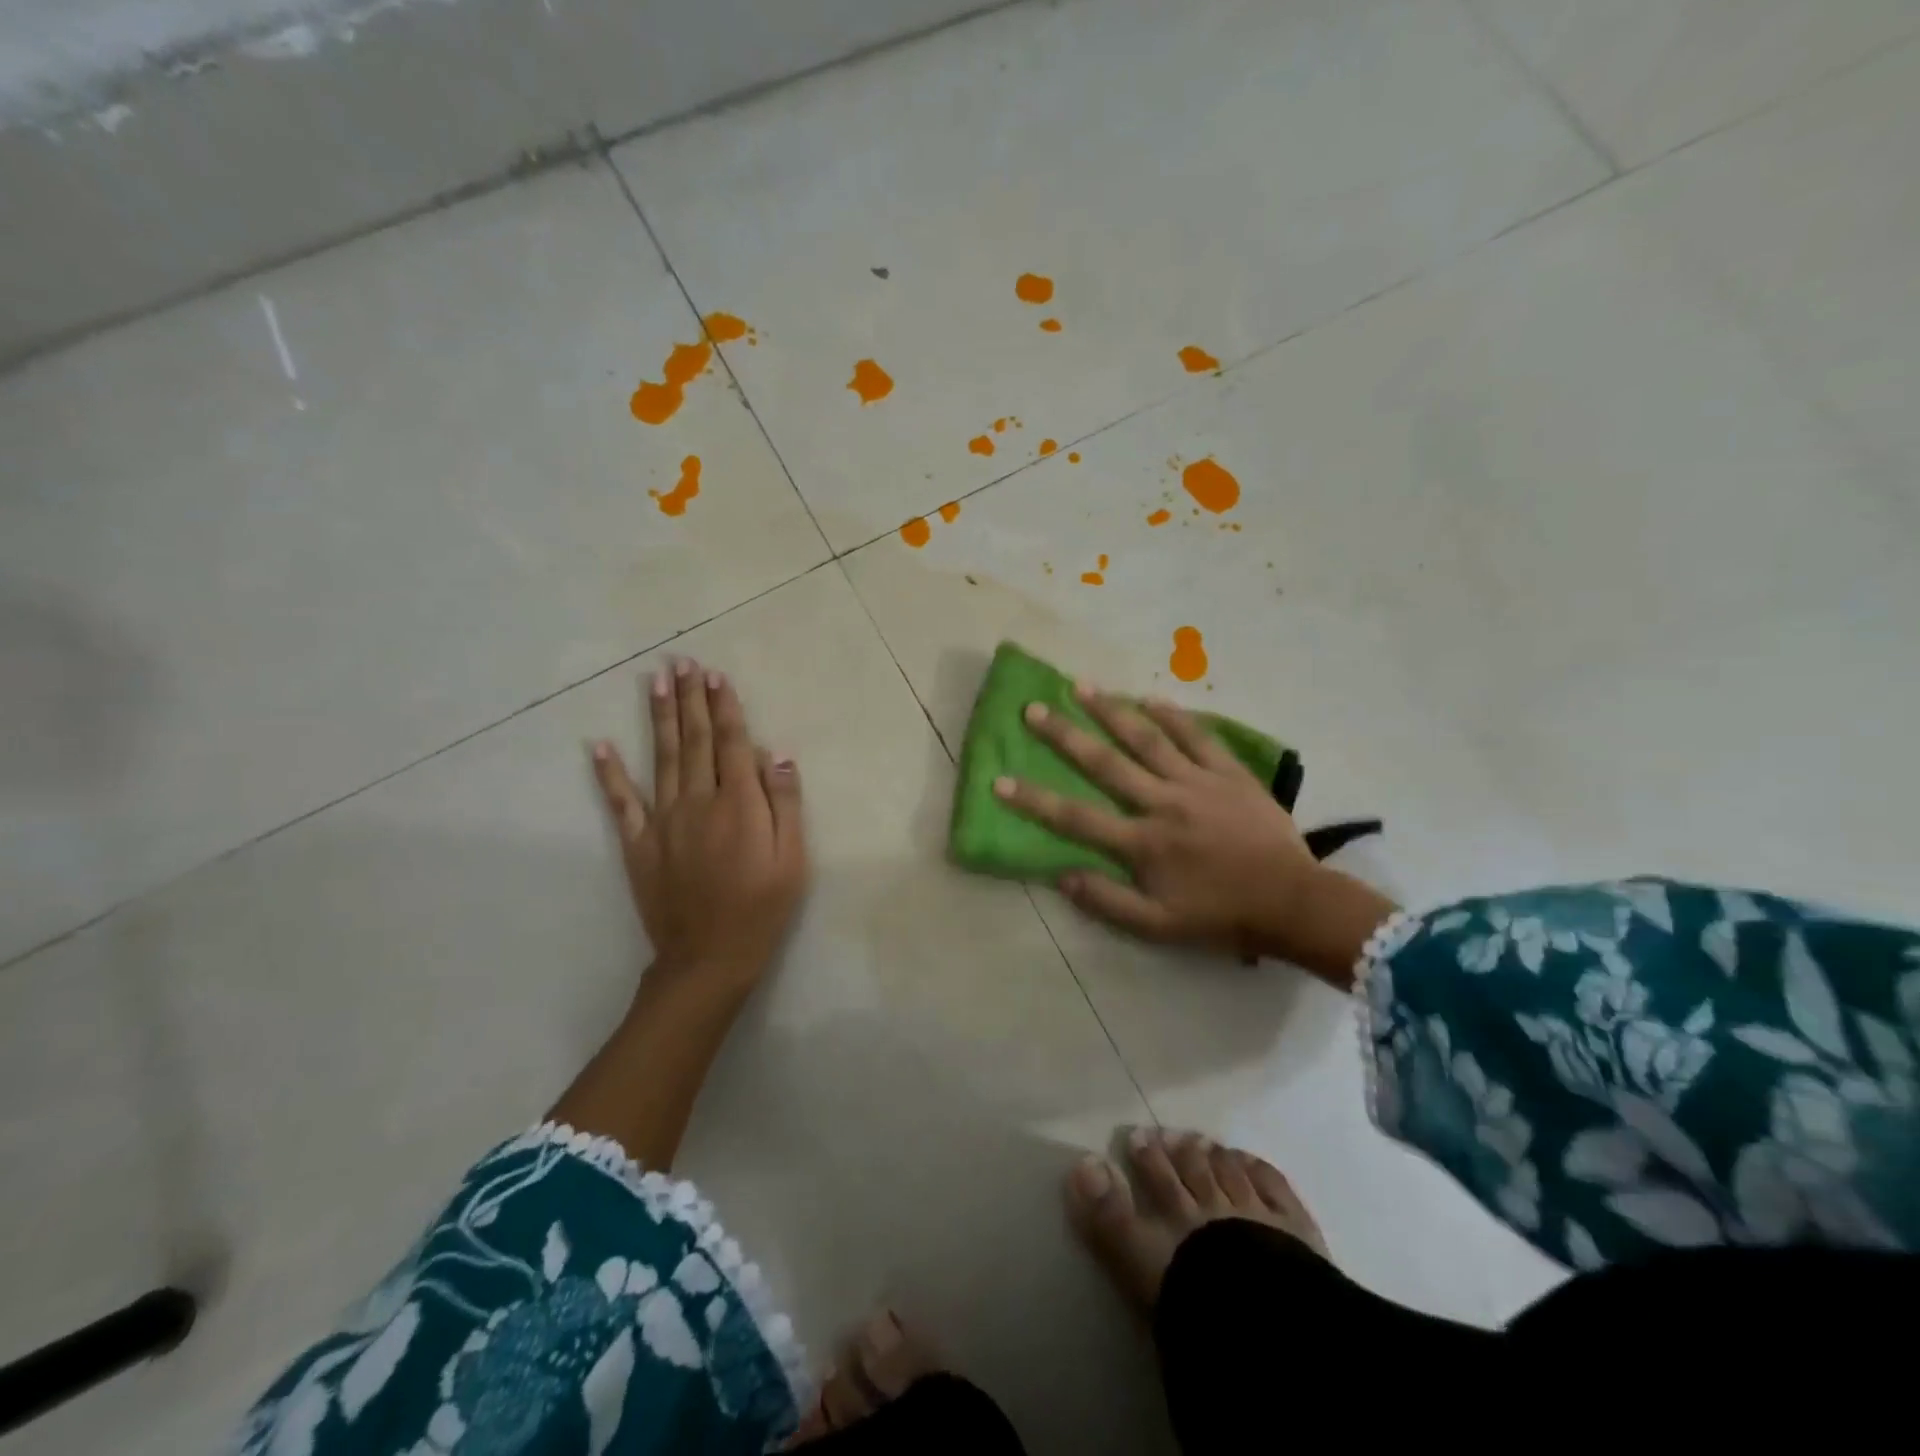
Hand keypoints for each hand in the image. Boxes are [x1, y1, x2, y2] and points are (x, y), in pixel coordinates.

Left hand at [591, 657, 808, 997]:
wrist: (709, 957)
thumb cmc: (762, 908)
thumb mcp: (793, 859)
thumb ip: (785, 803)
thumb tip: (776, 754)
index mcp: (739, 803)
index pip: (732, 742)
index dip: (725, 706)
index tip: (717, 675)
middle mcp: (698, 801)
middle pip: (695, 739)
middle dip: (690, 698)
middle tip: (683, 662)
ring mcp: (663, 820)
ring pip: (662, 757)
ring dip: (659, 716)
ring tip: (655, 680)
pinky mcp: (638, 843)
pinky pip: (620, 802)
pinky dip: (608, 773)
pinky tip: (598, 745)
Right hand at [994, 685, 1393, 983]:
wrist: (1293, 903)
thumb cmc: (1222, 917)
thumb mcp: (1158, 926)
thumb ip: (1107, 901)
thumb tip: (1061, 874)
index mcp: (1143, 843)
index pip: (1076, 818)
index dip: (1034, 799)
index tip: (1000, 779)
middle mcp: (1163, 803)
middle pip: (1105, 763)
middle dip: (1065, 735)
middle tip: (1034, 708)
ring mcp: (1198, 782)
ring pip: (1147, 739)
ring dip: (1112, 711)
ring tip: (1083, 686)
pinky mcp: (1230, 773)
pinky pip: (1198, 737)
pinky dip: (1174, 716)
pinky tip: (1151, 697)